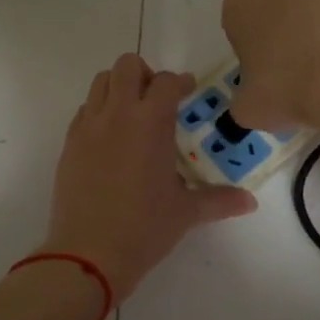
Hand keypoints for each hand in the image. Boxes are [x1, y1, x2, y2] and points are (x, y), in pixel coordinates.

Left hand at [42, 53, 256, 300]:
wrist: (88, 253)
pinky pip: (84, 111)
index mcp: (150, 122)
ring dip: (118, 88)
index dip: (180, 82)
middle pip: (126, 66)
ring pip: (100, 83)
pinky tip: (110, 140)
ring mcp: (88, 127)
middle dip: (145, 74)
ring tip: (132, 115)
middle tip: (157, 99)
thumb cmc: (144, 228)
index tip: (188, 90)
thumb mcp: (186, 212)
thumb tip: (250, 202)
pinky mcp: (69, 145)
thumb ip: (220, 200)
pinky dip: (99, 112)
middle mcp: (117, 114)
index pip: (166, 82)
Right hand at [223, 0, 319, 147]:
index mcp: (241, 1)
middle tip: (294, 62)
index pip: (237, 17)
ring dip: (315, 19)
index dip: (249, 41)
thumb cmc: (288, 91)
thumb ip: (243, 94)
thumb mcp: (247, 108)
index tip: (262, 66)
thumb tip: (255, 95)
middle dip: (281, 23)